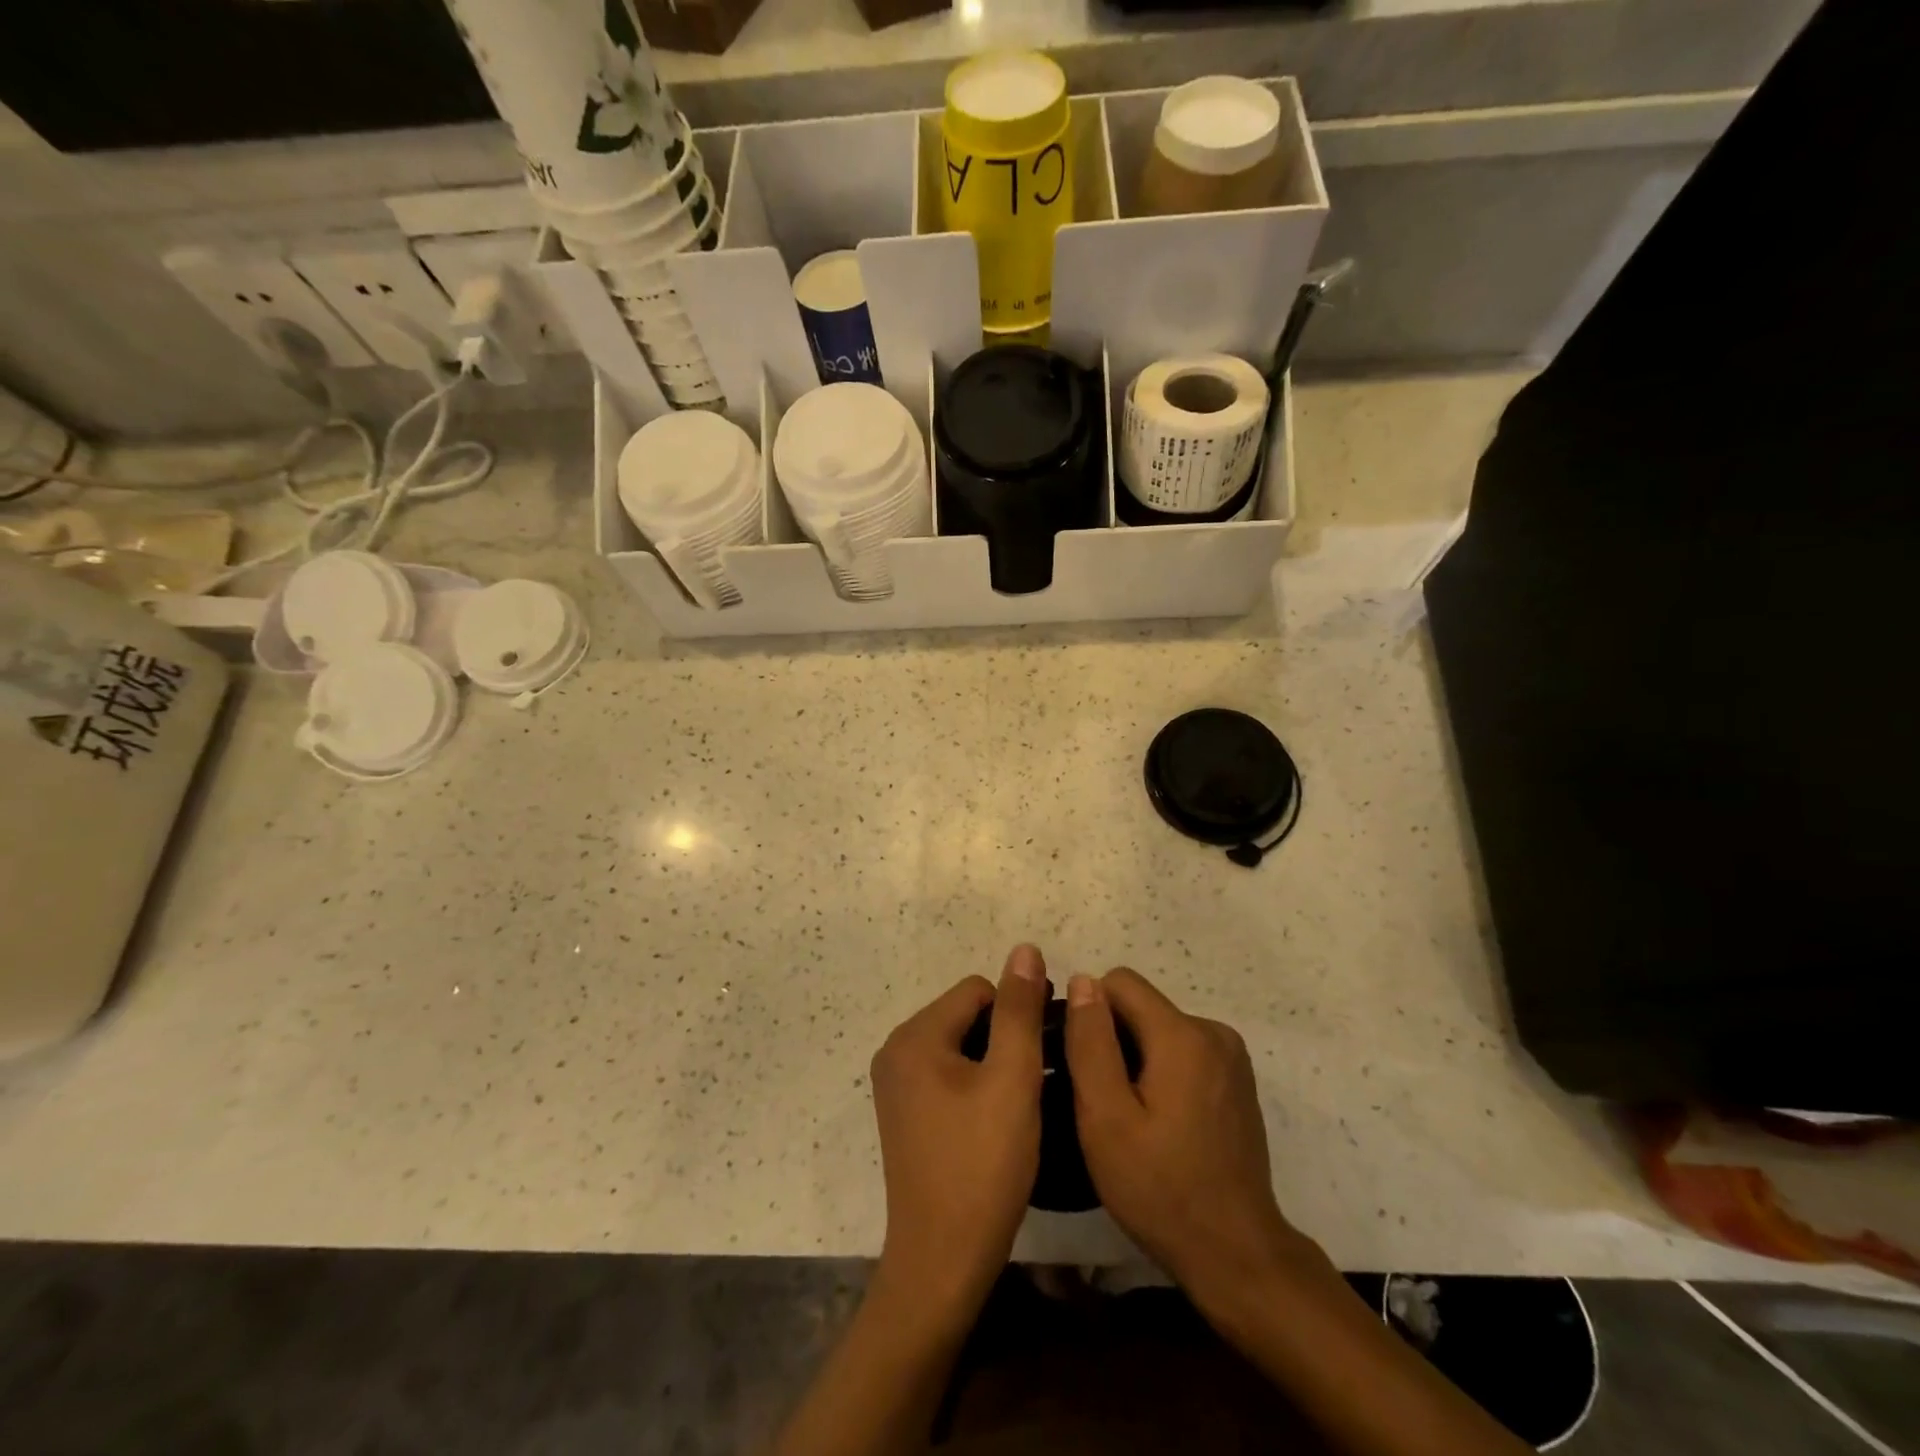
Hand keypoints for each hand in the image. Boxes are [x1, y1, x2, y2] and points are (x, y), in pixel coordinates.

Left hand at [869, 945, 1047, 1322]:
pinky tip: (998, 1118)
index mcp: (914, 1036)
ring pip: (960, 1046)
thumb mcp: (1012, 1080)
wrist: (943, 1262)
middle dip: (1006, 1037)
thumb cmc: (982, 1165)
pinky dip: (976, 1084)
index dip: (1019, 1012)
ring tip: (1023, 1100)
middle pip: (966, 1015)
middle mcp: (896, 1051)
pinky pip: (947, 1074)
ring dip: (995, 1061)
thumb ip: (1020, 1010)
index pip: (978, 991)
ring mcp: (896, 1085)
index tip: (1048, 1049)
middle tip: (1039, 1079)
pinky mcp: (905, 1114)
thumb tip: (1025, 949)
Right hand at [1065, 968, 1317, 1311]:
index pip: (1119, 982)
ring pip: (1160, 1029)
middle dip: (1113, 1039)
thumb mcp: (1105, 1116)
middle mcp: (1213, 1031)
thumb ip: (1090, 1041)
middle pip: (1141, 1006)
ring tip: (1130, 1117)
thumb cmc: (1161, 1188)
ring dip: (1137, 1058)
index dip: (1090, 1014)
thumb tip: (1083, 979)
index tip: (1083, 1064)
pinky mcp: (1237, 1081)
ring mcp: (1231, 1057)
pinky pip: (1184, 1052)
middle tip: (1103, 1102)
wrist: (1236, 1254)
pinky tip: (1161, 1123)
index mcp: (1182, 1034)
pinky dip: (1163, 1072)